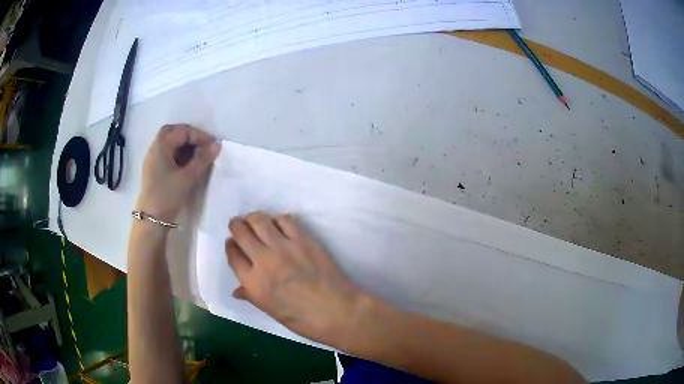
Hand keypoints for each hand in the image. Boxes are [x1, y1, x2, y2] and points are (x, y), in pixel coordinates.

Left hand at [137, 124, 220, 221]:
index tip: (212, 146)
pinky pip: (167, 153)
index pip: (183, 131)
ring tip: (197, 155)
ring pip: (169, 142)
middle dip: (188, 135)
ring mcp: (153, 159)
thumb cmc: (167, 195)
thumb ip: (203, 159)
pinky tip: (187, 164)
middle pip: (172, 131)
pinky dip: (178, 153)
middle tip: (202, 144)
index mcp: (162, 146)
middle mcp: (155, 148)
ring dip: (183, 144)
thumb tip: (217, 145)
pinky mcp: (154, 169)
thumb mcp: (188, 178)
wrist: (151, 219)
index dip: (199, 136)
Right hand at [225, 212, 367, 345]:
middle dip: (236, 225)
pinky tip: (279, 225)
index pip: (233, 255)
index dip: (230, 246)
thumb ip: (252, 296)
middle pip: (241, 232)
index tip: (231, 242)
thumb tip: (237, 290)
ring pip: (260, 220)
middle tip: (238, 224)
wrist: (337, 311)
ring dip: (253, 218)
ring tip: (255, 221)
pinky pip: (285, 220)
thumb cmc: (303, 320)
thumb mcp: (271, 311)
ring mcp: (284, 247)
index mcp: (253, 283)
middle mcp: (263, 261)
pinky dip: (278, 220)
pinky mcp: (303, 239)